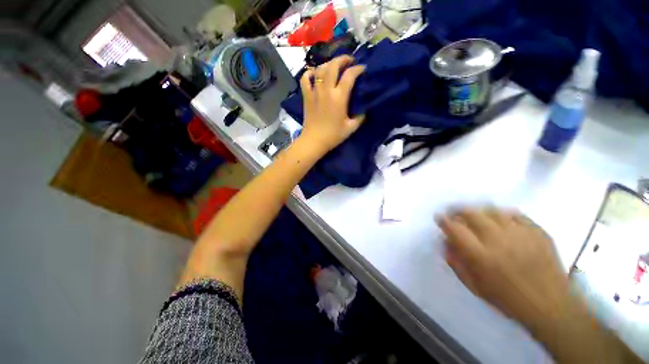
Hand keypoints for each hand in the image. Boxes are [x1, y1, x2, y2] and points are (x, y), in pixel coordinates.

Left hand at [300, 55, 365, 152]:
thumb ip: (360, 117)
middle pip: (333, 65)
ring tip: (335, 66)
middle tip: (349, 61)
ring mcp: (315, 91)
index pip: (350, 75)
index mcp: (339, 97)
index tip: (363, 69)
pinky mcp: (306, 96)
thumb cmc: (333, 136)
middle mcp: (327, 90)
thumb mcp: (351, 128)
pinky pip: (305, 78)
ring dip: (329, 63)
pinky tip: (315, 74)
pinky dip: (310, 73)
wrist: (314, 141)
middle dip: (343, 59)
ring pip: (320, 69)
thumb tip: (364, 110)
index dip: (358, 68)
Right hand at [437, 208, 570, 326]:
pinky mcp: (537, 232)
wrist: (551, 305)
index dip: (444, 220)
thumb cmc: (508, 299)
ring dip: (479, 211)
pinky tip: (500, 219)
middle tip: (455, 213)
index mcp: (481, 256)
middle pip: (472, 213)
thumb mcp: (475, 286)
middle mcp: (498, 240)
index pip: (455, 229)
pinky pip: (515, 214)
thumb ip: (456, 263)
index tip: (440, 217)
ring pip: (492, 210)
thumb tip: (445, 242)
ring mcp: (520, 234)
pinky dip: (503, 214)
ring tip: (476, 215)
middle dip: (458, 210)